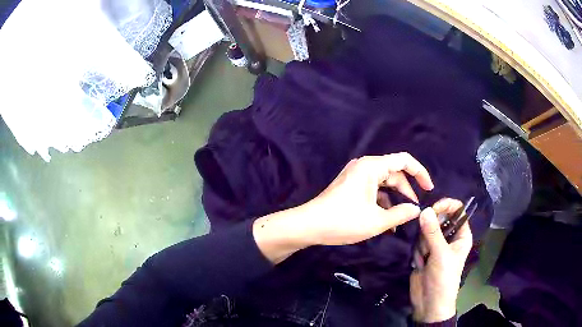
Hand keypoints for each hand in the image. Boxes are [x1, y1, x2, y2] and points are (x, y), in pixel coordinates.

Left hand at [253, 152, 433, 263]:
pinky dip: (382, 202)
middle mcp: (364, 166)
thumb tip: (417, 209)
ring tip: (402, 219)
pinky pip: (373, 190)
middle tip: (415, 208)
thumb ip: (401, 214)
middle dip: (407, 190)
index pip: (404, 160)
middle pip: (394, 172)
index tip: (429, 189)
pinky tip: (387, 220)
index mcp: (372, 167)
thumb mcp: (377, 221)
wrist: (309, 226)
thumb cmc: (343, 221)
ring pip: (384, 183)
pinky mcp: (351, 186)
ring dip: (394, 199)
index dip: (420, 173)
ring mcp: (356, 176)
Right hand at [410, 199, 472, 322]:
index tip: (433, 209)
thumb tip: (424, 210)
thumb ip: (432, 232)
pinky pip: (417, 241)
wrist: (429, 303)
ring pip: (425, 230)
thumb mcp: (440, 255)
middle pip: (438, 218)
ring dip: (422, 244)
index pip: (457, 210)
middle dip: (429, 230)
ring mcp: (436, 245)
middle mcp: (450, 237)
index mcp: (461, 235)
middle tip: (427, 243)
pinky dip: (417, 251)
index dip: (446, 206)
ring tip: (424, 259)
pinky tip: (419, 264)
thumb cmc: (443, 279)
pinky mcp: (424, 253)